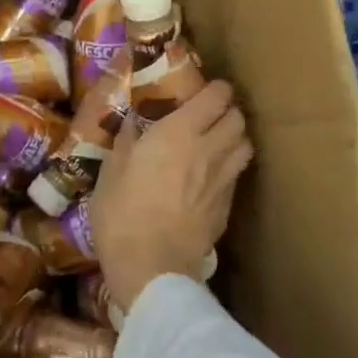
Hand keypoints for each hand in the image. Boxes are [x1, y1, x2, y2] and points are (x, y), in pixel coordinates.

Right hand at [89, 80, 252, 315]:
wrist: (150, 268)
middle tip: (208, 116)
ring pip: (246, 146)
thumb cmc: (122, 212)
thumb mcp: (111, 169)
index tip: (202, 90)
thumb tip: (135, 121)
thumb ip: (127, 139)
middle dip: (227, 111)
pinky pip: (237, 176)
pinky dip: (230, 167)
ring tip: (216, 142)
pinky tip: (211, 176)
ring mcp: (223, 181)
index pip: (216, 96)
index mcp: (179, 132)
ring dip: (235, 138)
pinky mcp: (227, 208)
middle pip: (238, 118)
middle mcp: (209, 149)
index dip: (215, 89)